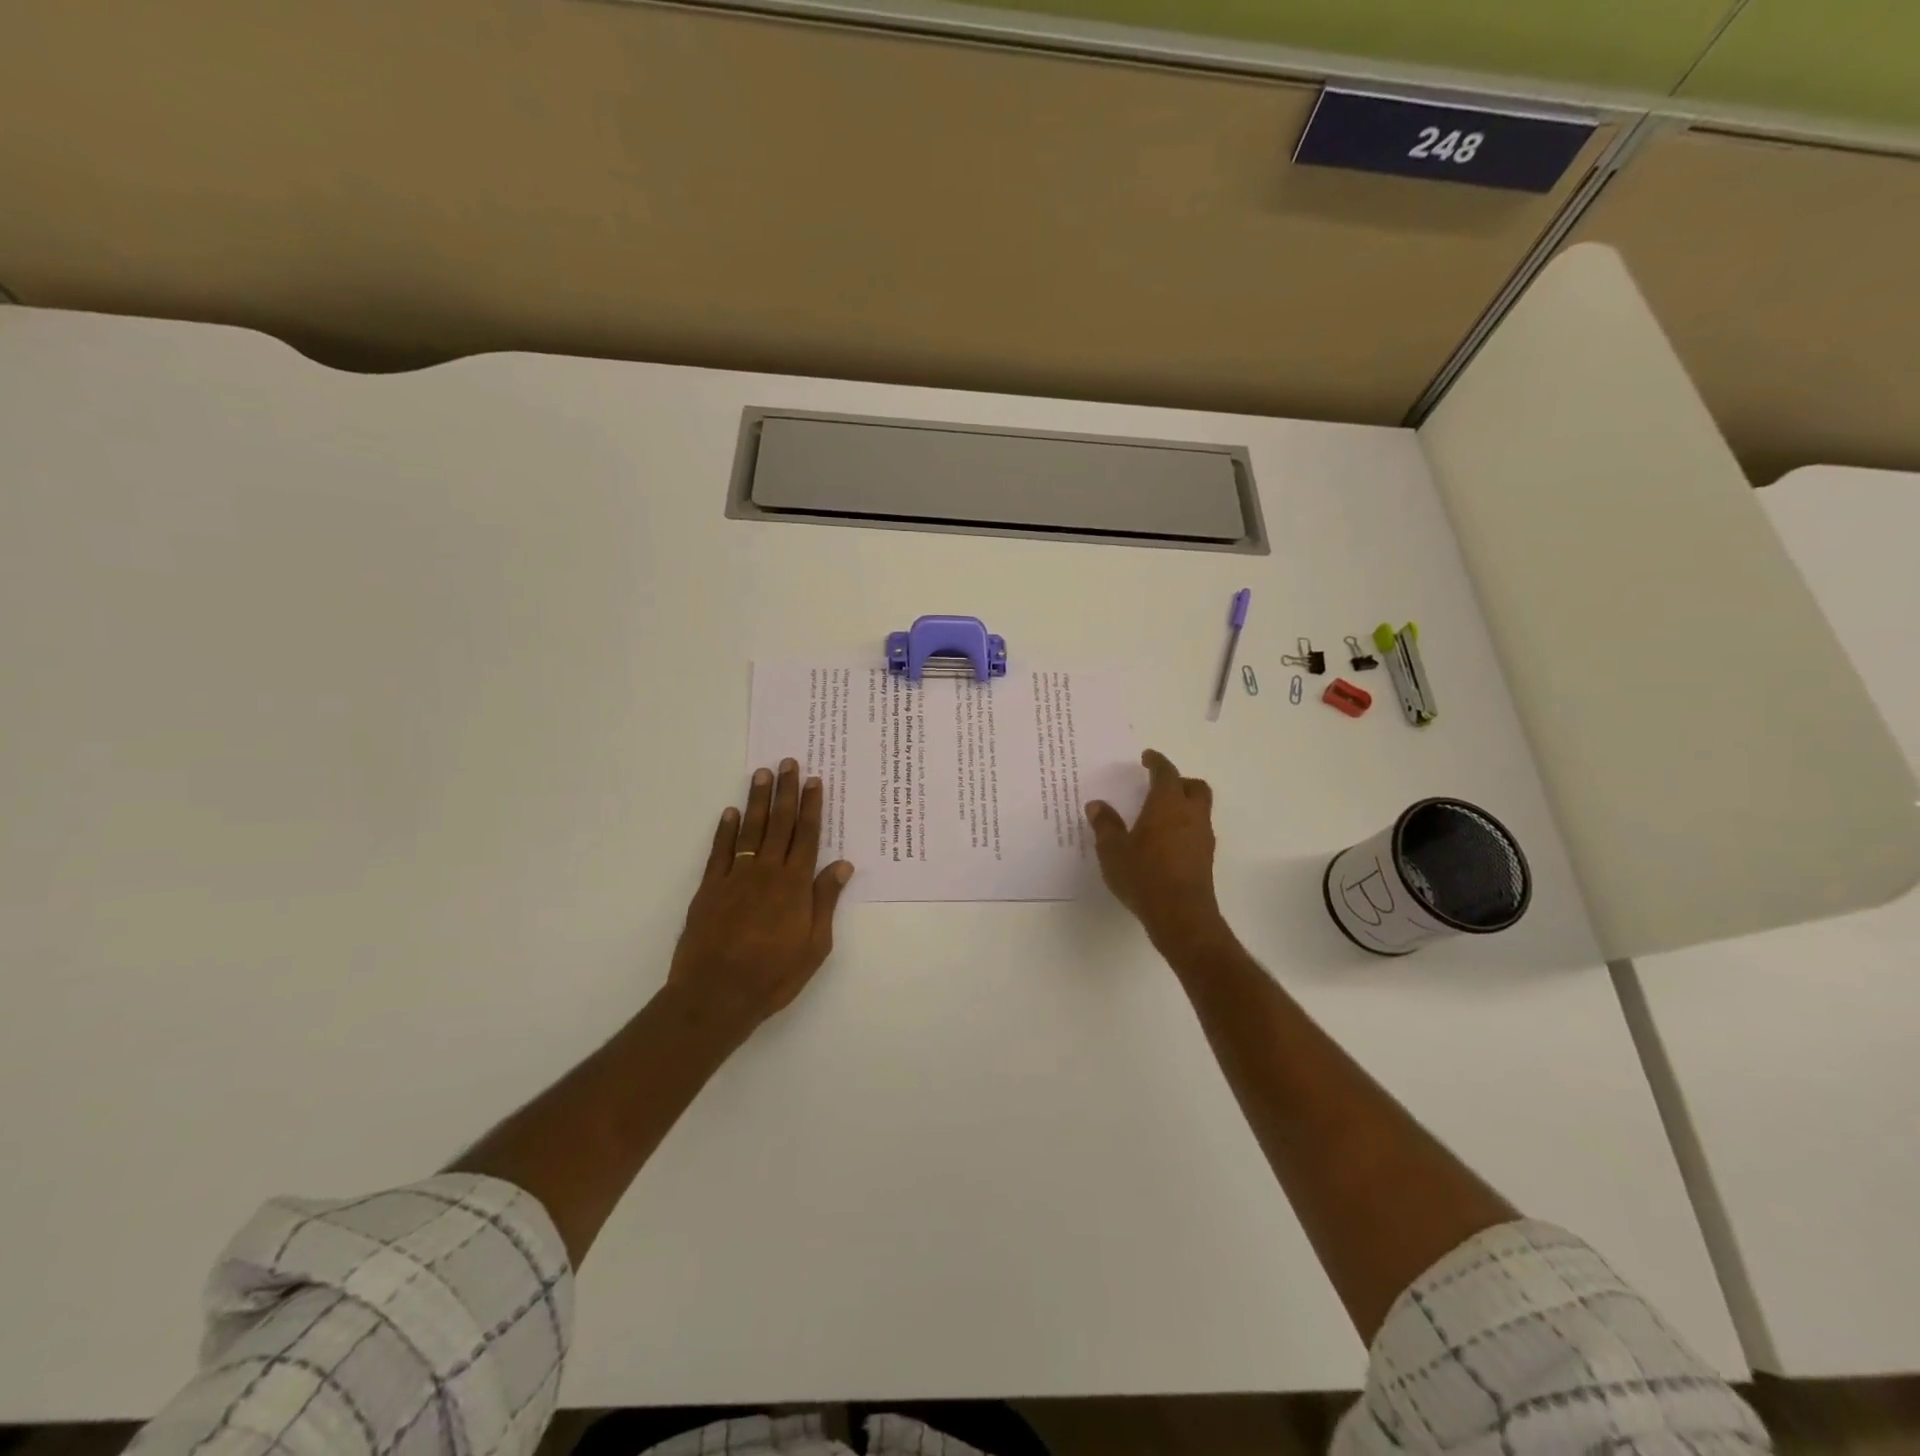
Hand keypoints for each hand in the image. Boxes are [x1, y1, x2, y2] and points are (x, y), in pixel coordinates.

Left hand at [668, 759, 853, 1043]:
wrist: (716, 995)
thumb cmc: (773, 975)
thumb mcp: (815, 946)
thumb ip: (825, 901)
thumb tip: (842, 865)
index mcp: (795, 885)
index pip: (807, 836)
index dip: (812, 807)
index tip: (814, 781)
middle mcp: (767, 872)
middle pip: (780, 824)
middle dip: (786, 792)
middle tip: (788, 763)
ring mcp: (735, 877)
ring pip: (750, 829)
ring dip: (757, 801)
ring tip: (761, 774)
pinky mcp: (710, 888)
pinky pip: (720, 851)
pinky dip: (725, 830)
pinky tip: (730, 812)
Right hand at [1086, 749, 1230, 958]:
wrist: (1180, 915)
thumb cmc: (1144, 875)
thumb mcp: (1113, 850)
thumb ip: (1105, 825)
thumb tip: (1097, 805)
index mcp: (1167, 804)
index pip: (1166, 773)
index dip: (1157, 762)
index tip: (1147, 757)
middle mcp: (1191, 814)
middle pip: (1194, 786)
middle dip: (1179, 781)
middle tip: (1159, 784)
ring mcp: (1203, 837)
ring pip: (1200, 808)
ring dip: (1184, 804)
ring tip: (1159, 813)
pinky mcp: (1205, 858)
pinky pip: (1197, 829)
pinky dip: (1184, 825)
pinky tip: (1165, 840)